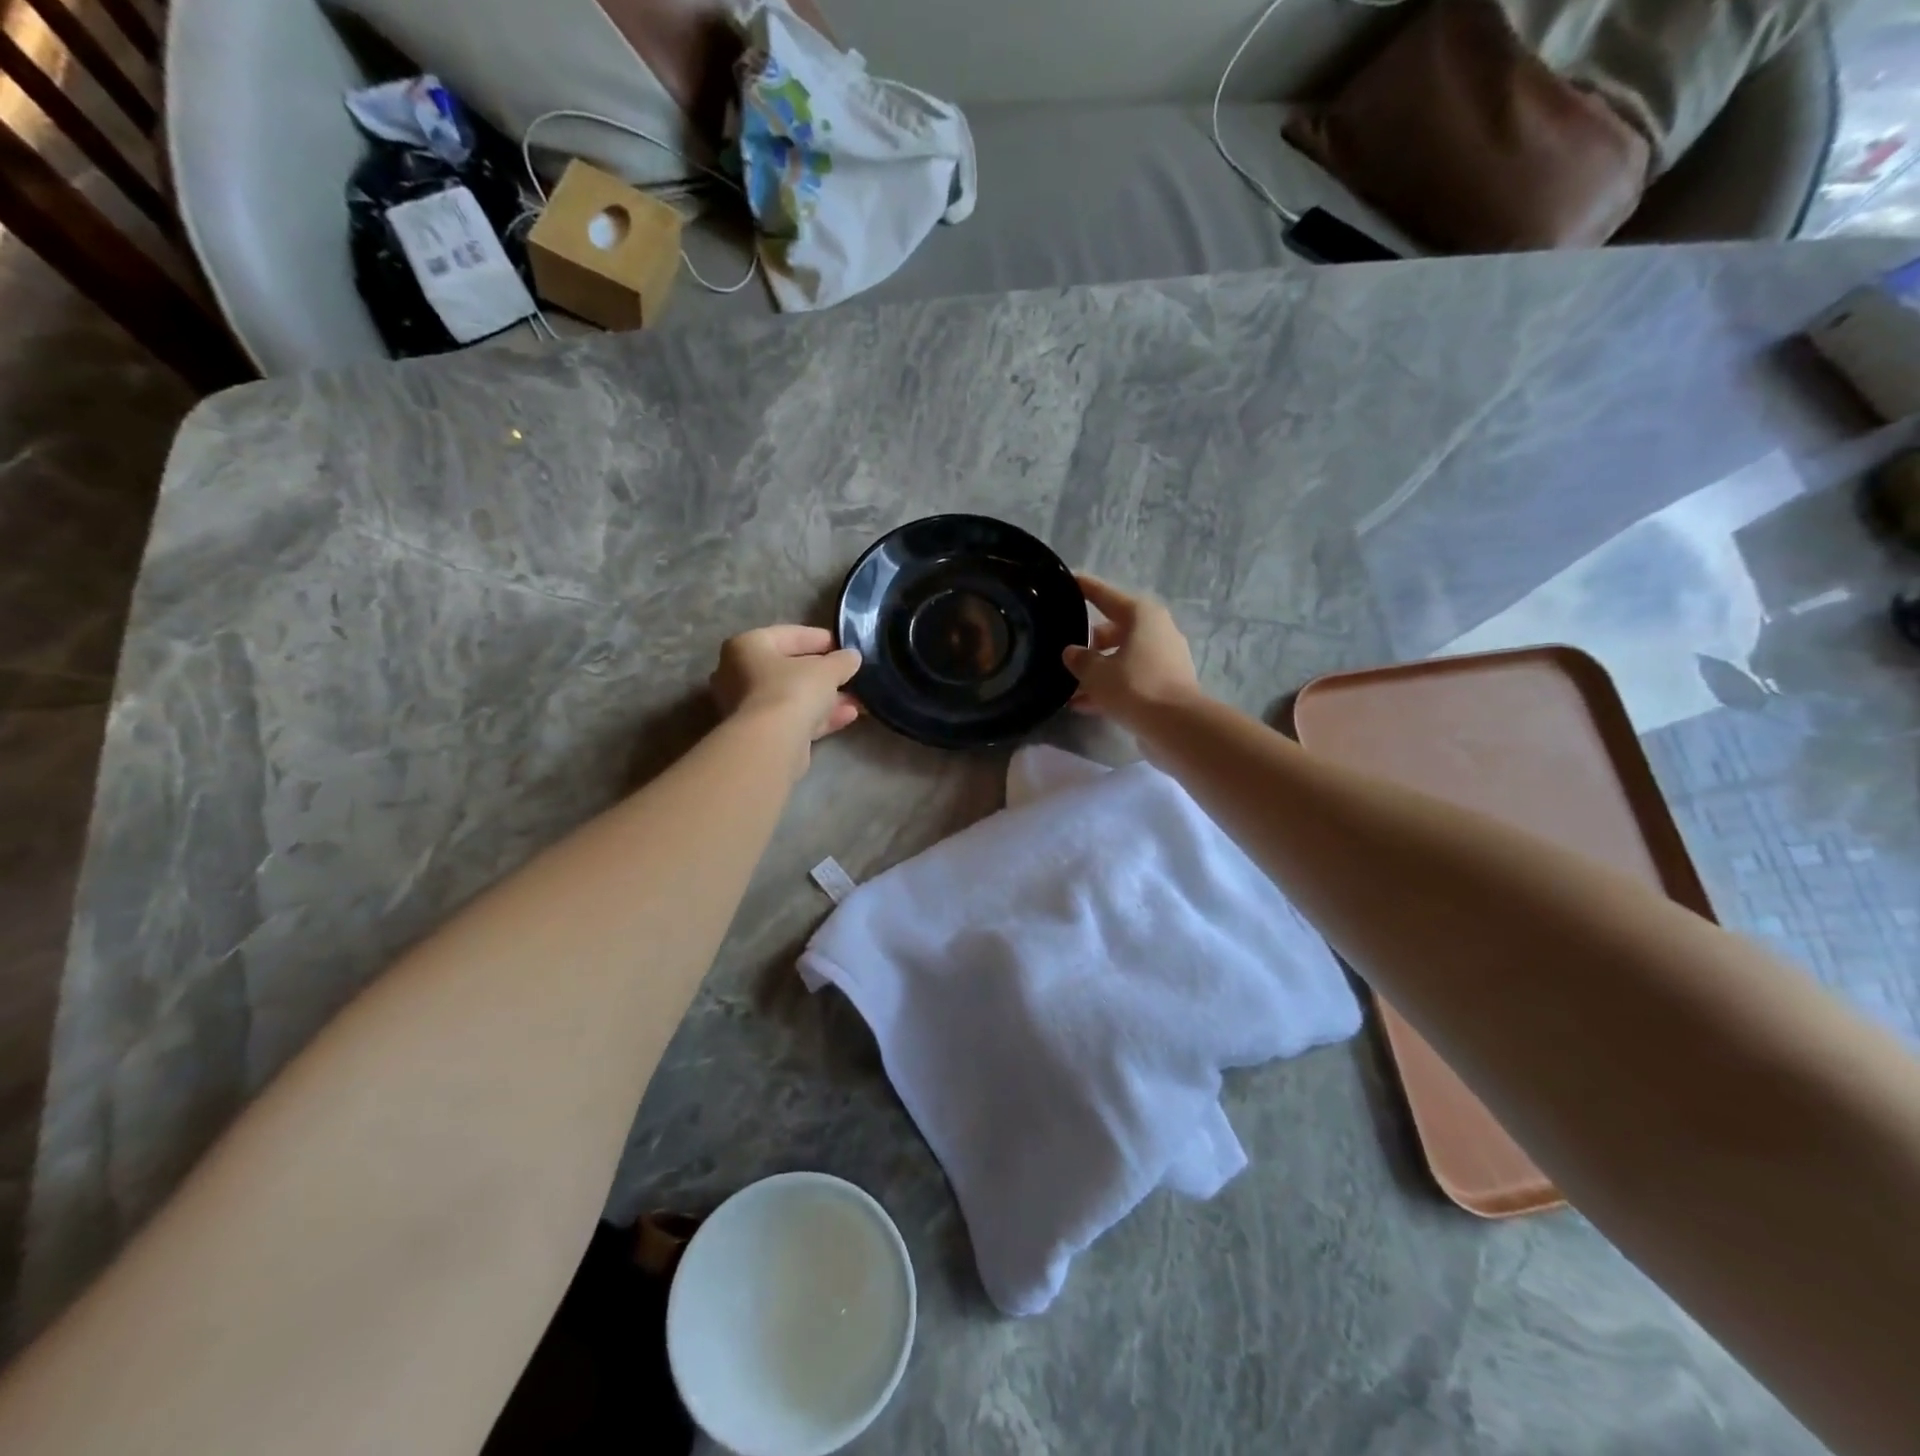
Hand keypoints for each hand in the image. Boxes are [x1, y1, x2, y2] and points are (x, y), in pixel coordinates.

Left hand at [710, 626, 861, 773]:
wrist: (770, 743)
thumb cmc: (792, 690)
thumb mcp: (827, 669)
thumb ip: (842, 661)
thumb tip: (851, 657)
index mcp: (747, 646)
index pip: (789, 635)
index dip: (821, 639)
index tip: (845, 646)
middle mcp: (739, 674)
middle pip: (790, 669)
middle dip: (825, 674)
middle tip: (851, 675)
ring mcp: (748, 707)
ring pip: (794, 697)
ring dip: (826, 698)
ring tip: (857, 699)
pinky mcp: (760, 733)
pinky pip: (793, 718)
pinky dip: (819, 716)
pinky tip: (848, 716)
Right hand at [1063, 575, 1201, 723]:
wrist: (1176, 725)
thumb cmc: (1134, 686)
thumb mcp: (1096, 672)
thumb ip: (1080, 659)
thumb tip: (1072, 652)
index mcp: (1141, 615)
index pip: (1105, 595)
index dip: (1084, 588)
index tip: (1067, 580)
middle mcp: (1156, 630)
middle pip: (1113, 629)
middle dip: (1088, 641)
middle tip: (1063, 650)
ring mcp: (1164, 658)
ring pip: (1121, 657)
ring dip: (1097, 670)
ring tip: (1068, 685)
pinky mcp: (1166, 684)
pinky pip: (1130, 679)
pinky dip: (1110, 688)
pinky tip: (1083, 705)